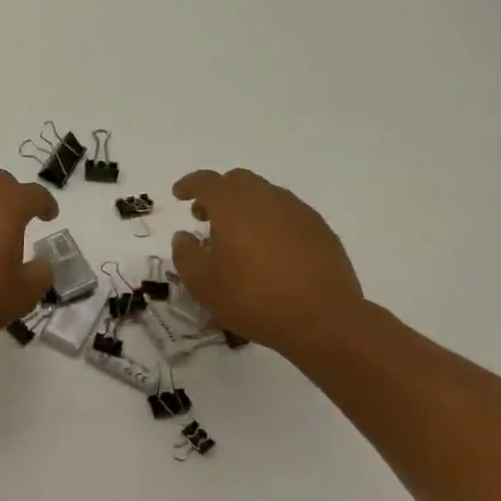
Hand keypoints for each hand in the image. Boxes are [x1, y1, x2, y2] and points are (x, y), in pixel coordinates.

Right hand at [170, 168, 366, 362]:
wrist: (322, 319)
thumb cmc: (251, 297)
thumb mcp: (201, 283)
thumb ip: (185, 254)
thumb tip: (184, 237)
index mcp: (232, 205)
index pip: (206, 181)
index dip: (189, 185)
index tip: (179, 195)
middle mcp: (266, 198)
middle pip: (238, 181)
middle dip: (218, 194)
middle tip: (206, 218)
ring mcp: (298, 212)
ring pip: (266, 196)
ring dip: (246, 208)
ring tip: (238, 239)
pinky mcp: (321, 231)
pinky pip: (288, 215)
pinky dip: (271, 223)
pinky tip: (269, 252)